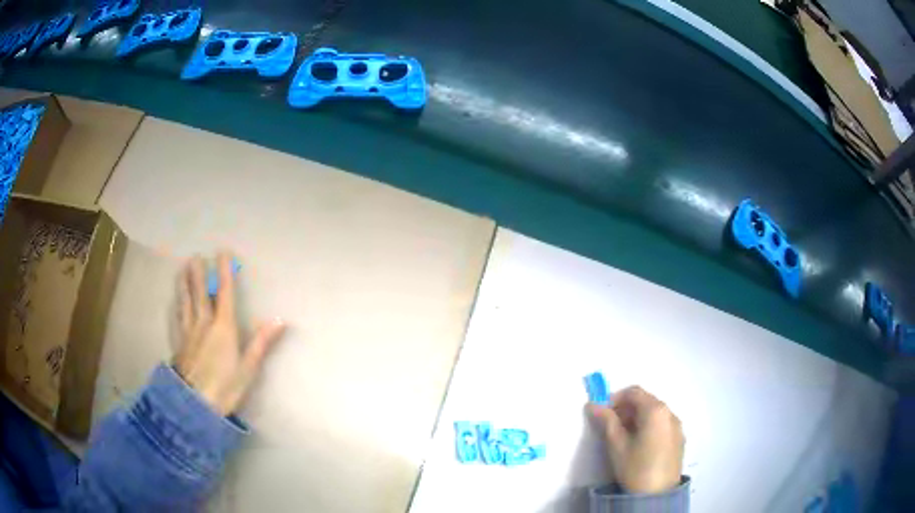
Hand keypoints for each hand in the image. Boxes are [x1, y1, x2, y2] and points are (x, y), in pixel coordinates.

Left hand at [173, 252, 285, 415]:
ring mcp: (188, 333)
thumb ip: (261, 342)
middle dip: (199, 273)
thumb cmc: (225, 388)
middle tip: (196, 256)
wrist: (193, 406)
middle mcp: (203, 324)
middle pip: (200, 293)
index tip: (222, 252)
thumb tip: (279, 320)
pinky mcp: (179, 344)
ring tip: (182, 269)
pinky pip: (178, 317)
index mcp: (223, 328)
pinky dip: (178, 305)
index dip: (224, 272)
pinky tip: (175, 302)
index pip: (225, 294)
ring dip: (185, 284)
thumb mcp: (248, 369)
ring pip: (186, 302)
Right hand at [588, 386, 684, 493]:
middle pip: (646, 401)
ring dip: (637, 418)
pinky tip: (639, 445)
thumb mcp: (616, 444)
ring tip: (624, 437)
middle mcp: (670, 413)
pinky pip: (663, 424)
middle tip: (610, 426)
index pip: (634, 392)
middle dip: (626, 409)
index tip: (602, 413)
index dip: (615, 398)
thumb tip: (593, 404)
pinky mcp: (679, 439)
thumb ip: (606, 421)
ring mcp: (677, 426)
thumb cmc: (635, 466)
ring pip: (655, 413)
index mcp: (655, 410)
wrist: (657, 494)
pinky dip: (649, 426)